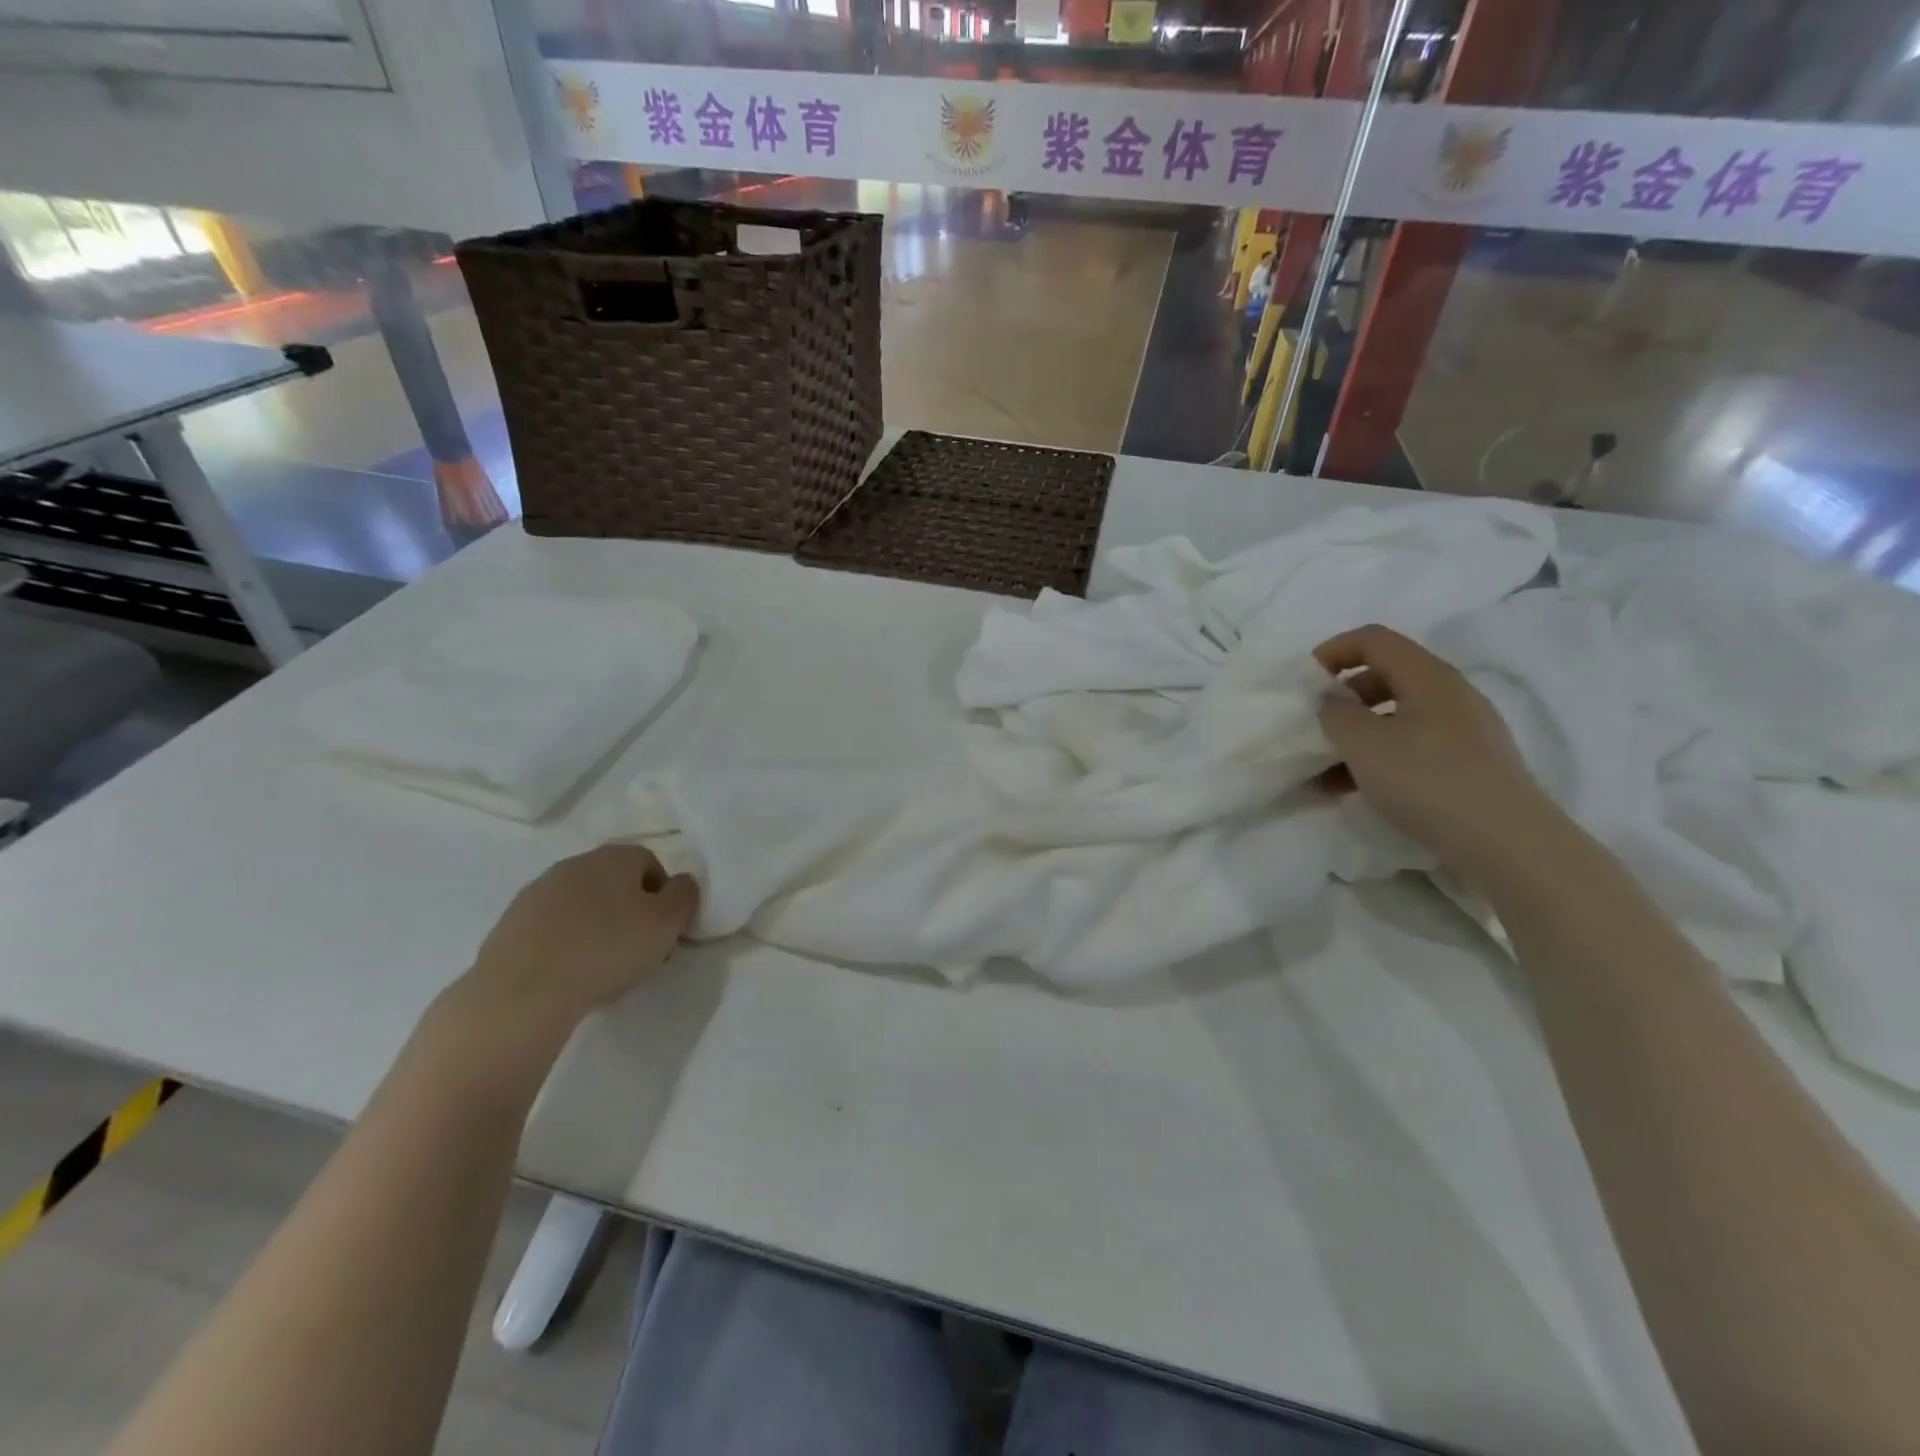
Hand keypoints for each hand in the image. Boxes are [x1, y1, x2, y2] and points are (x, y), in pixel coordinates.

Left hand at [459, 845, 698, 1038]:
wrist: (523, 990)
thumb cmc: (608, 948)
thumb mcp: (667, 922)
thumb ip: (684, 896)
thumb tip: (681, 884)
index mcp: (614, 857)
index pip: (650, 862)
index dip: (663, 896)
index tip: (663, 930)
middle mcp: (574, 864)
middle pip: (614, 883)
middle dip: (629, 911)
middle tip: (637, 951)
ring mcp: (537, 893)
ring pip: (581, 905)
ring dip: (595, 927)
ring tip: (601, 968)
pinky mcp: (509, 924)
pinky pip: (551, 929)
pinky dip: (565, 944)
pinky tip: (569, 974)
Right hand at [1314, 624, 1564, 879]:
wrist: (1507, 844)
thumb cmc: (1427, 780)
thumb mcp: (1363, 744)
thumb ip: (1336, 714)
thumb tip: (1332, 701)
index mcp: (1428, 676)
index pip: (1374, 639)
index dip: (1334, 651)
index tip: (1305, 681)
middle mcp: (1451, 694)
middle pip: (1386, 676)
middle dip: (1343, 697)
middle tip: (1315, 725)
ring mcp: (1465, 731)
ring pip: (1397, 717)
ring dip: (1357, 736)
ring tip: (1325, 771)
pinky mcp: (1470, 765)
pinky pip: (1412, 747)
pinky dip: (1379, 759)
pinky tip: (1354, 791)